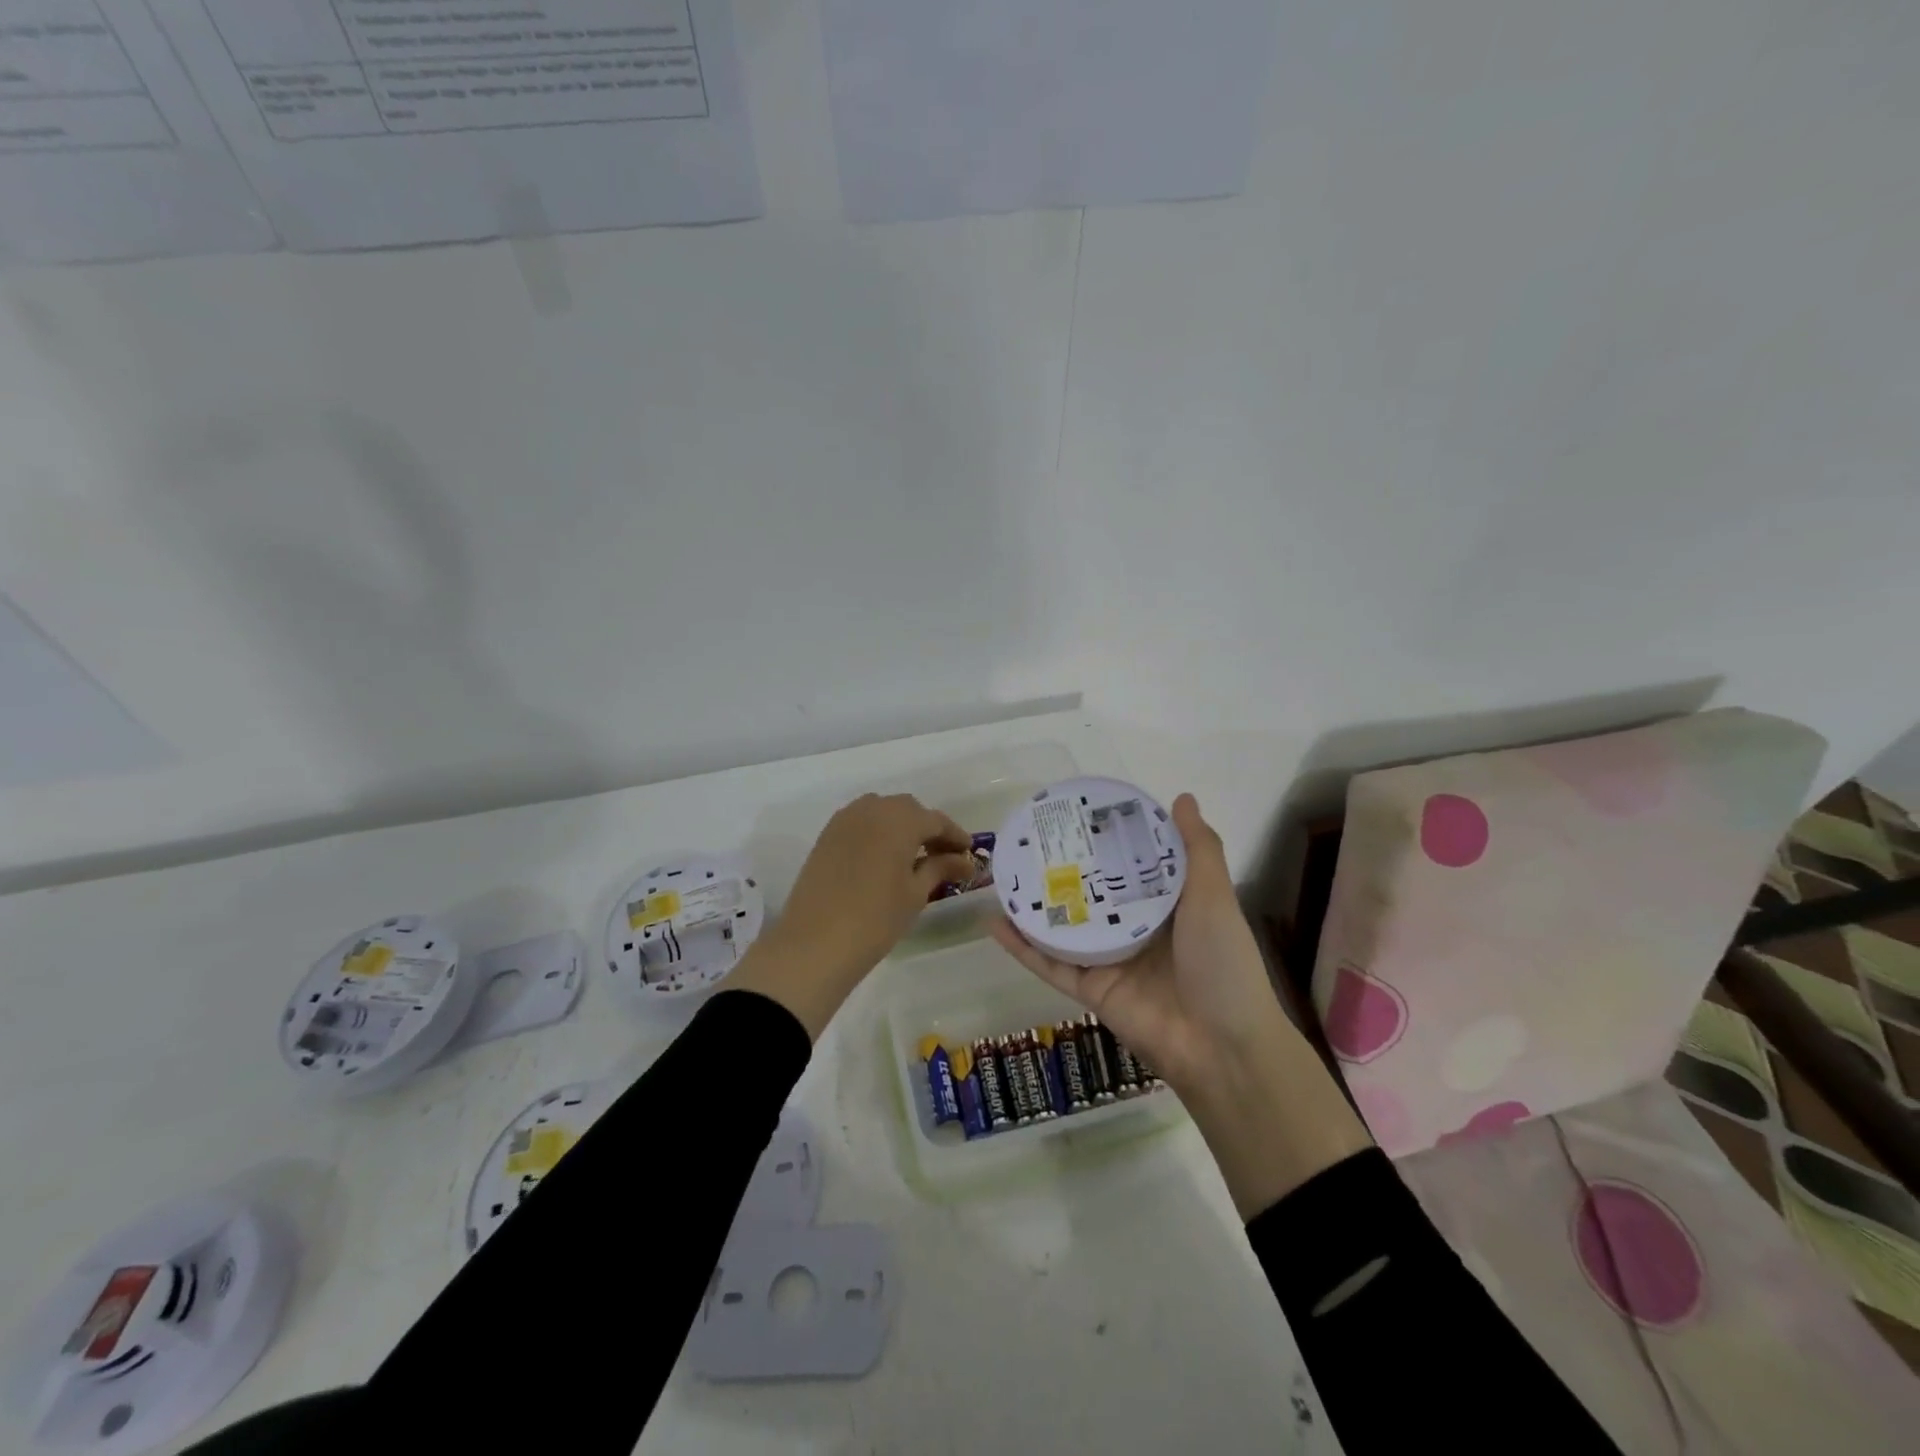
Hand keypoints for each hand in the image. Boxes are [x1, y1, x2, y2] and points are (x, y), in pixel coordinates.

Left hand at [729, 793, 974, 1037]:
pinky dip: (877, 832)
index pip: (936, 820)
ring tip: (913, 857)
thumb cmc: (876, 918)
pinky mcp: (827, 835)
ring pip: (882, 812)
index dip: (955, 836)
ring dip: (901, 827)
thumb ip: (940, 868)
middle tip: (943, 857)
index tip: (969, 854)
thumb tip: (965, 861)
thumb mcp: (915, 893)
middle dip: (928, 829)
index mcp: (900, 819)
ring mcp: (845, 820)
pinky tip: (884, 858)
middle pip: (908, 810)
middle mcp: (872, 809)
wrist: (815, 943)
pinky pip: (861, 823)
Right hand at [991, 793, 1370, 1215]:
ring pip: (1063, 928)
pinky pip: (1050, 964)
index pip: (1131, 866)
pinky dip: (1022, 946)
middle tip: (1029, 840)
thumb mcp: (1214, 897)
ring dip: (1033, 906)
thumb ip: (1197, 850)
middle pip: (1091, 895)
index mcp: (1166, 906)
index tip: (1080, 814)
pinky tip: (994, 922)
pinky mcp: (1090, 990)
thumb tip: (1182, 797)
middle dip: (1063, 870)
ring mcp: (1109, 961)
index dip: (1107, 841)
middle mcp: (1134, 929)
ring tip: (1003, 876)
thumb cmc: (1222, 963)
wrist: (1222, 1047)